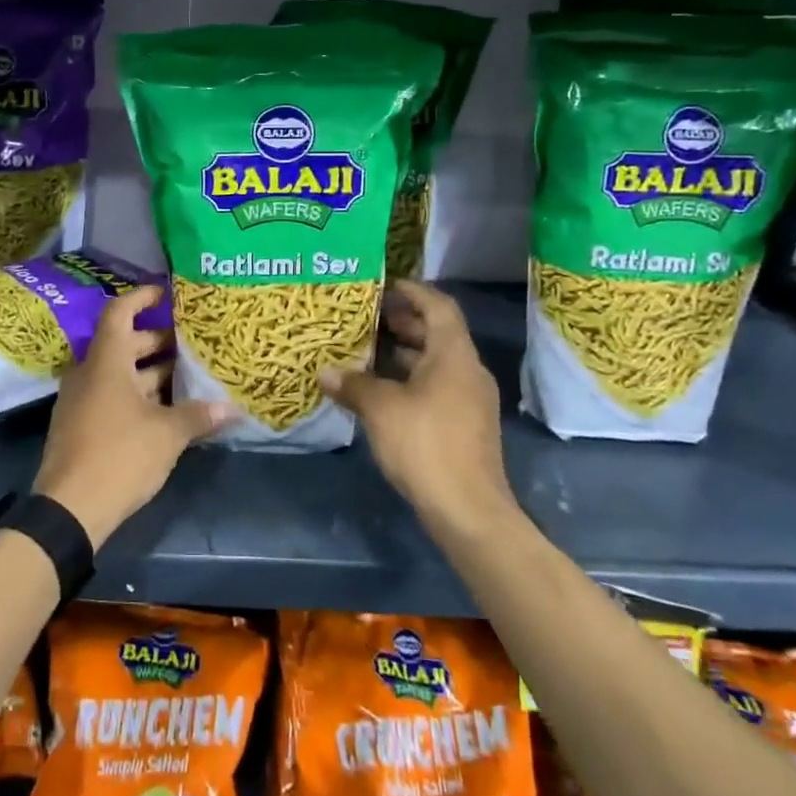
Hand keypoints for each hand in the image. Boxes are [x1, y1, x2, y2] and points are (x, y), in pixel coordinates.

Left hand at [34, 285, 231, 549]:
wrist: (68, 509)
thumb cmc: (119, 455)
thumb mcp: (167, 434)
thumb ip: (198, 415)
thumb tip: (231, 408)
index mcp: (105, 361)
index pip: (120, 312)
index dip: (142, 298)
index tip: (167, 293)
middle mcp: (89, 373)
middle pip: (123, 343)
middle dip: (157, 340)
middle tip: (191, 340)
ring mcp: (82, 401)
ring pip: (119, 373)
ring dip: (151, 371)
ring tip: (187, 374)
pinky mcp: (81, 426)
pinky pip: (112, 396)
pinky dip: (138, 395)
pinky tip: (167, 408)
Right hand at [319, 281, 522, 539]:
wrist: (468, 510)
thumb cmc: (426, 444)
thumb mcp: (381, 408)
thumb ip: (353, 384)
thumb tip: (325, 372)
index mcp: (454, 355)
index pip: (439, 307)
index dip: (414, 292)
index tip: (386, 285)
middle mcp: (468, 370)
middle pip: (438, 333)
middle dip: (404, 322)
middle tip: (368, 317)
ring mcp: (470, 400)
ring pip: (437, 363)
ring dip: (405, 353)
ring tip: (368, 350)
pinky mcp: (465, 425)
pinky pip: (437, 386)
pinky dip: (411, 379)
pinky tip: (382, 390)